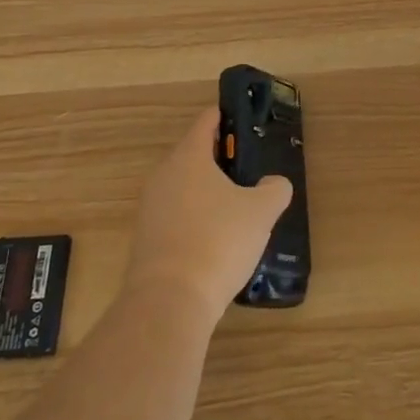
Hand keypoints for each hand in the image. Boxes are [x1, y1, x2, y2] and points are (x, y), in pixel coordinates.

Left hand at [125, 108, 291, 319]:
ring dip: (208, 193)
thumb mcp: (261, 211)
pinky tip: (217, 241)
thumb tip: (273, 184)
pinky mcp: (145, 241)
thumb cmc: (218, 241)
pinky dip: (196, 220)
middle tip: (250, 171)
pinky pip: (176, 217)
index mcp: (188, 157)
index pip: (207, 121)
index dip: (227, 118)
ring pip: (184, 188)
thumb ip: (274, 189)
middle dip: (220, 160)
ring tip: (238, 209)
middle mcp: (163, 176)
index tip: (245, 123)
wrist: (169, 302)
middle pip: (194, 155)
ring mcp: (149, 209)